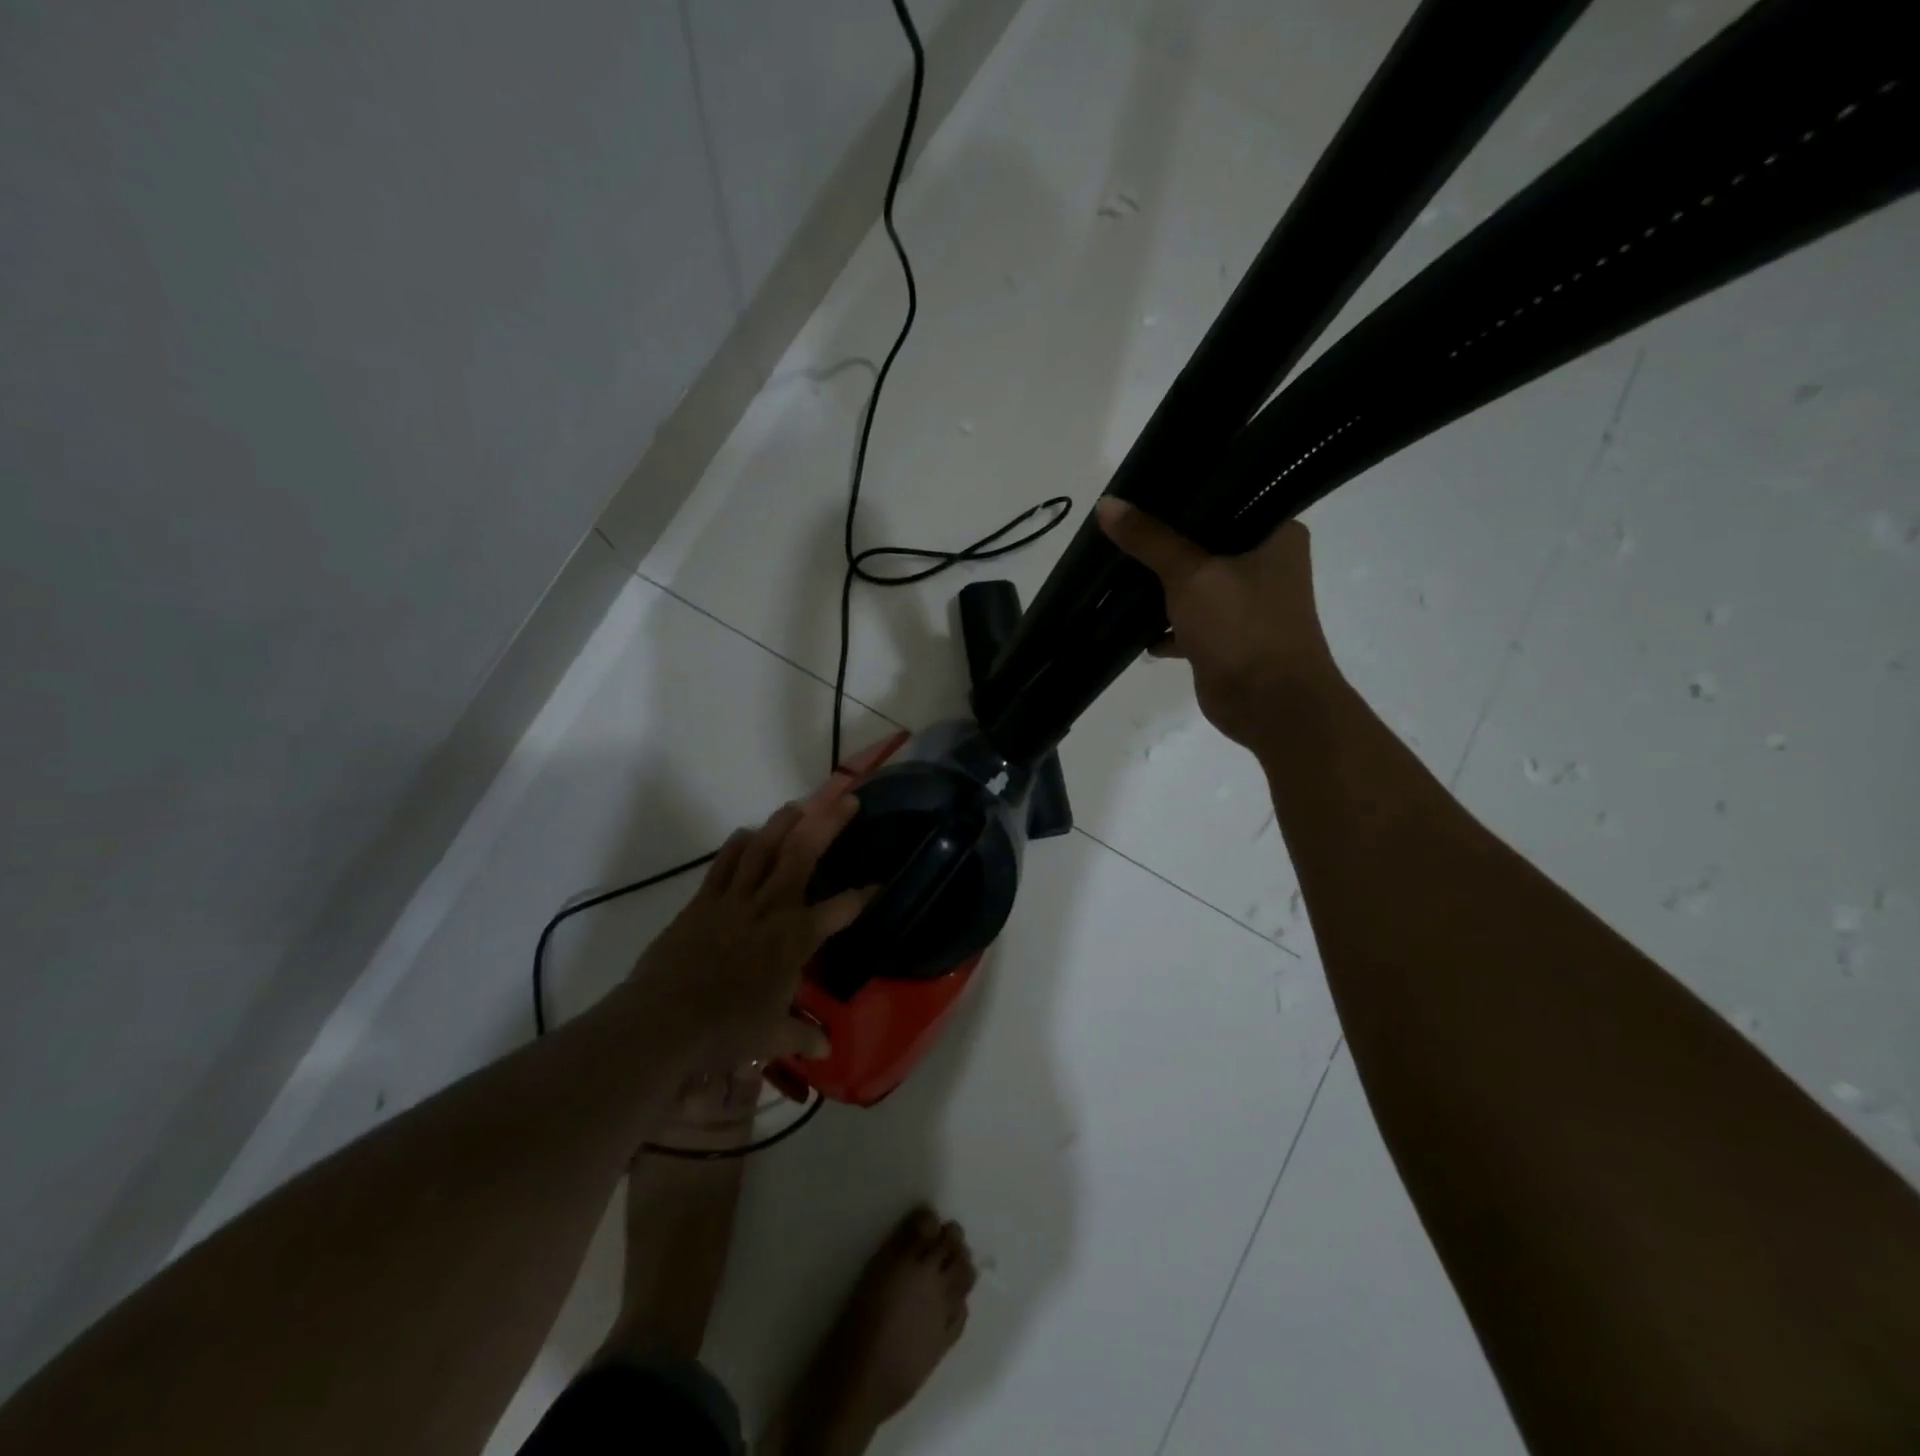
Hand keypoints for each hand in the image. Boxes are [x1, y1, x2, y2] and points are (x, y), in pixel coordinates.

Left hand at [630, 795, 870, 1070]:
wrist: (664, 1022)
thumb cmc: (726, 1030)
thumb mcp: (771, 1037)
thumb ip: (801, 1036)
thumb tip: (826, 1049)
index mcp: (795, 938)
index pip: (841, 909)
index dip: (864, 895)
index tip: (878, 884)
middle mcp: (771, 908)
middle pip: (803, 853)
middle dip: (828, 823)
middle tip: (846, 799)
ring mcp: (735, 899)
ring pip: (764, 848)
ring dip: (783, 823)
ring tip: (798, 805)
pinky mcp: (704, 900)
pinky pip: (724, 862)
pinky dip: (739, 844)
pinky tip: (748, 834)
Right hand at [1097, 497, 1335, 748]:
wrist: (1269, 705)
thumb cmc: (1242, 626)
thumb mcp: (1190, 575)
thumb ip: (1148, 540)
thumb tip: (1106, 504)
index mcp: (1276, 533)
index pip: (1227, 496)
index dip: (1184, 492)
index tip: (1142, 487)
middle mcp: (1266, 563)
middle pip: (1204, 540)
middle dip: (1163, 541)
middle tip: (1120, 525)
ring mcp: (1246, 603)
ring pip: (1193, 582)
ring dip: (1160, 585)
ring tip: (1117, 568)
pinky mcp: (1227, 636)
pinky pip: (1188, 620)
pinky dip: (1164, 624)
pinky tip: (1132, 623)